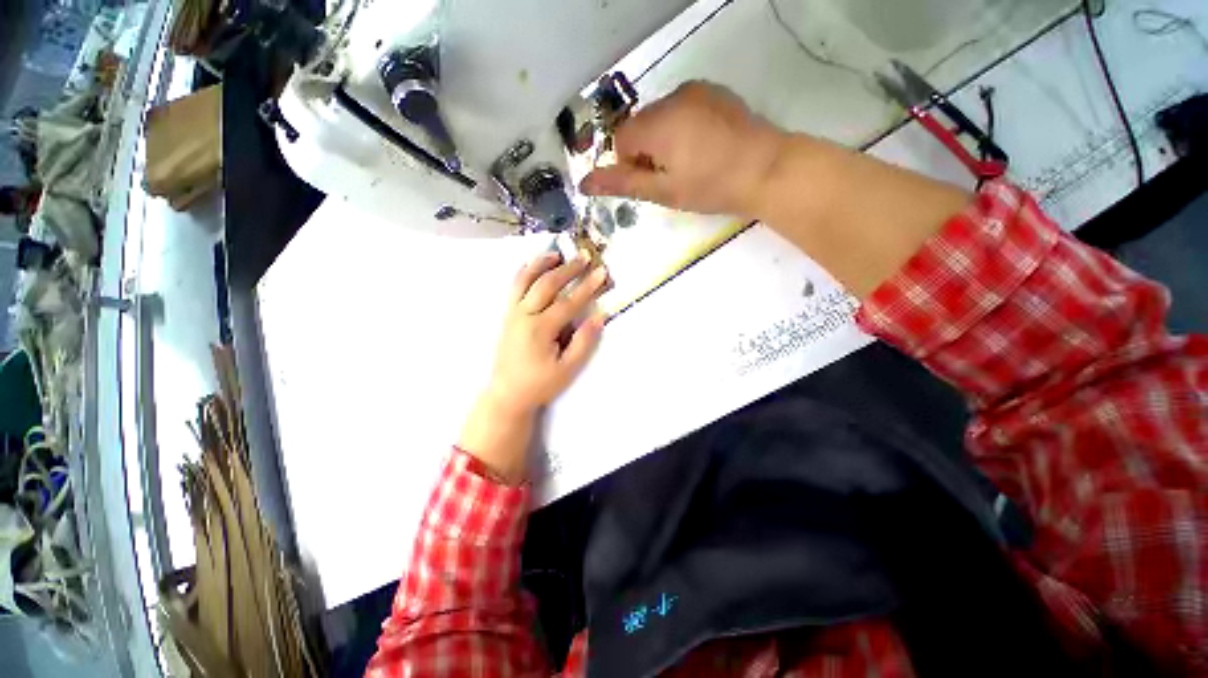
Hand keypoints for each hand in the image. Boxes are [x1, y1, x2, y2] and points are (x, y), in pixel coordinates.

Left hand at [458, 253, 609, 482]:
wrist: (508, 393)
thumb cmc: (540, 384)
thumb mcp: (567, 369)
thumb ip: (583, 342)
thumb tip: (599, 316)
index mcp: (540, 329)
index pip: (568, 302)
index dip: (588, 287)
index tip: (602, 272)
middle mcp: (523, 315)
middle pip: (547, 284)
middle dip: (569, 269)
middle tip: (586, 256)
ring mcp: (512, 313)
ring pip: (526, 280)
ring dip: (542, 263)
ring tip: (558, 253)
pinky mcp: (507, 315)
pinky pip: (514, 287)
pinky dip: (524, 272)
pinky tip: (533, 265)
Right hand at [580, 82, 785, 218]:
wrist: (766, 169)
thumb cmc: (710, 186)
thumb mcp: (663, 191)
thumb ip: (622, 183)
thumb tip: (583, 182)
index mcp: (656, 123)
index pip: (621, 140)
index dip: (631, 165)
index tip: (654, 182)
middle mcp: (671, 97)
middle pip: (640, 126)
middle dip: (647, 152)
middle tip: (673, 176)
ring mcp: (695, 90)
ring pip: (660, 117)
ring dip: (664, 140)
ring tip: (691, 163)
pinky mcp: (713, 92)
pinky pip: (682, 108)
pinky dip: (682, 127)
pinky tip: (704, 147)